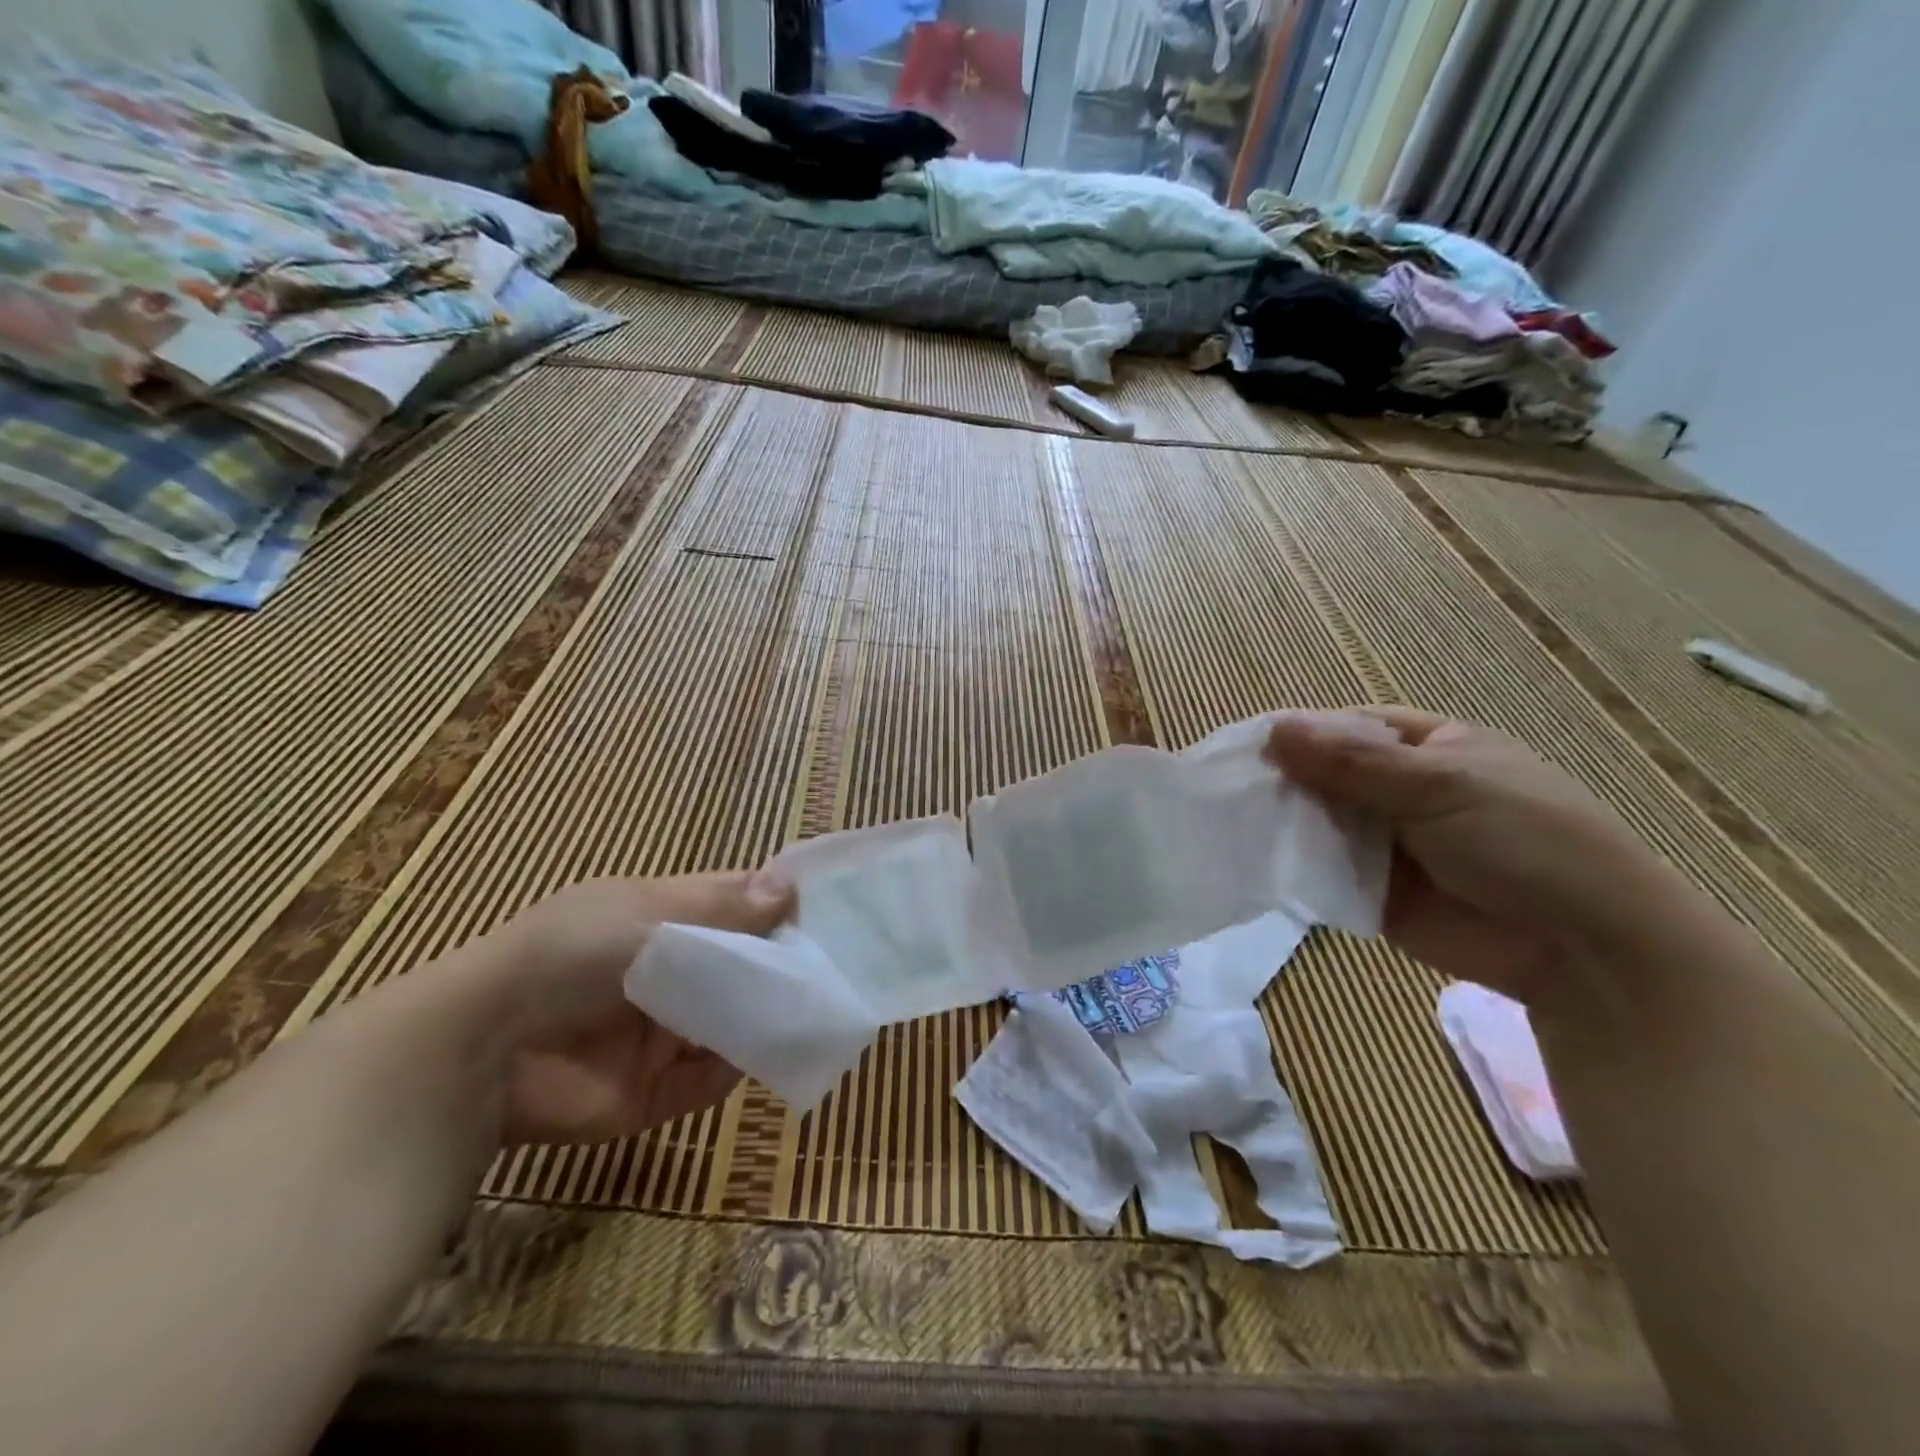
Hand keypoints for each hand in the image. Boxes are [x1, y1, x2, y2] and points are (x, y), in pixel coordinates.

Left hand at [431, 872, 793, 1144]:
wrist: (480, 1051)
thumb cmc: (568, 954)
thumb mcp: (645, 914)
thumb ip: (721, 907)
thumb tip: (789, 887)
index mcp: (662, 918)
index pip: (733, 905)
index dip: (776, 905)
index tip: (828, 909)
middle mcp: (670, 972)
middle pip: (741, 965)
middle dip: (782, 965)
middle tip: (838, 966)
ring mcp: (663, 1032)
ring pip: (734, 1021)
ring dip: (768, 1016)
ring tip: (817, 1010)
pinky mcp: (654, 1091)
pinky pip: (711, 1078)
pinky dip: (738, 1066)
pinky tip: (764, 1051)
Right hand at [1265, 707, 1678, 1003]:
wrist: (1586, 952)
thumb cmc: (1525, 842)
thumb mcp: (1440, 786)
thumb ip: (1352, 762)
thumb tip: (1274, 730)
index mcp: (1428, 749)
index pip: (1347, 729)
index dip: (1298, 734)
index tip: (1242, 746)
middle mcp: (1401, 792)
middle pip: (1324, 776)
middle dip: (1282, 782)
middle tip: (1225, 790)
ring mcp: (1385, 845)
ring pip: (1318, 825)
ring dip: (1281, 825)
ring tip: (1227, 826)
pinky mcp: (1372, 894)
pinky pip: (1322, 873)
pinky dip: (1292, 869)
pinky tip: (1252, 864)